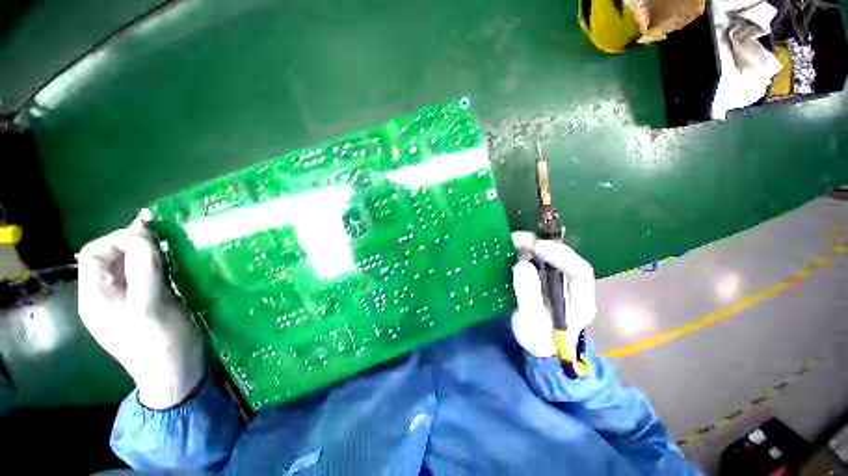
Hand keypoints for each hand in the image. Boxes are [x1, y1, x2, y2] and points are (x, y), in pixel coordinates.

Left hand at [77, 215, 203, 409]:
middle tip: (167, 245)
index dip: (119, 240)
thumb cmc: (158, 342)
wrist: (175, 373)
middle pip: (114, 258)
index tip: (150, 239)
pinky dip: (162, 267)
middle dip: (138, 246)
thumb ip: (143, 268)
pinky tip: (179, 269)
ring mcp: (128, 300)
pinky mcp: (147, 303)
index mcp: (96, 296)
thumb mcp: (148, 305)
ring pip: (133, 266)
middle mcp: (107, 295)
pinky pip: (149, 277)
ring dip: (153, 256)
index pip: (95, 253)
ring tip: (176, 255)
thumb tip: (141, 230)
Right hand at [510, 231, 596, 365]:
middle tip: (519, 238)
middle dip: (544, 245)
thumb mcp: (531, 320)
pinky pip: (539, 261)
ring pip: (552, 257)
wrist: (539, 349)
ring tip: (514, 240)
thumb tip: (522, 264)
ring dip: (534, 245)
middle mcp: (573, 286)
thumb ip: (528, 294)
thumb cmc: (539, 339)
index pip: (579, 270)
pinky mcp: (545, 280)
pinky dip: (527, 252)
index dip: (560, 255)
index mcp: (581, 299)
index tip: (537, 247)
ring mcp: (559, 281)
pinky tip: (515, 249)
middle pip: (565, 258)